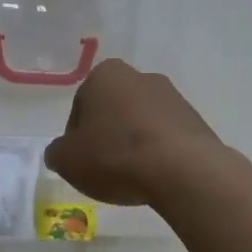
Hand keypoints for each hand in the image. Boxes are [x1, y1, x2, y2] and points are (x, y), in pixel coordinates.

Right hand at [44, 60, 222, 205]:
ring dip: (134, 144)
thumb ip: (57, 152)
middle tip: (104, 169)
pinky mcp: (194, 119)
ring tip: (133, 177)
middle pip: (113, 111)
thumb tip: (62, 152)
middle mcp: (140, 76)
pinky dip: (158, 153)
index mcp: (105, 75)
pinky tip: (156, 175)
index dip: (76, 138)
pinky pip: (166, 137)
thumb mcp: (67, 160)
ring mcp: (172, 96)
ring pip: (140, 123)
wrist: (182, 169)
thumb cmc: (115, 156)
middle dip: (107, 136)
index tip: (82, 161)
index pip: (80, 107)